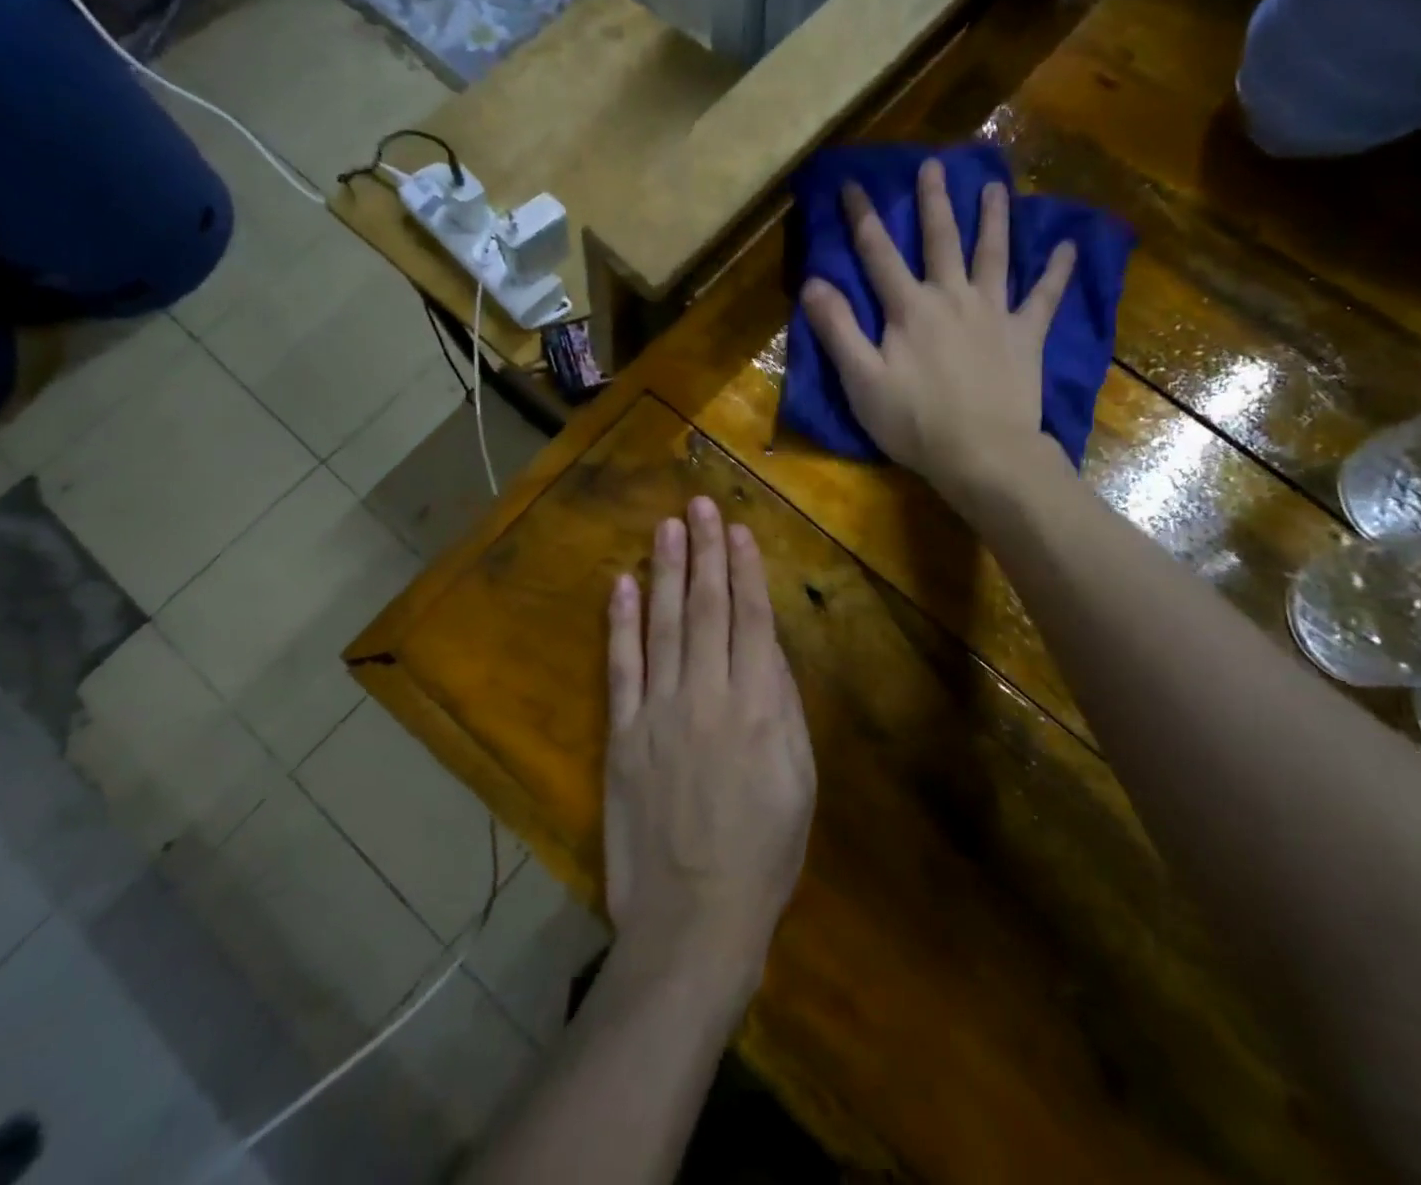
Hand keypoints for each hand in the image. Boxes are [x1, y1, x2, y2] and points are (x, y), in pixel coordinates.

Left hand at [604, 497, 815, 997]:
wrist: (694, 916)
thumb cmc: (764, 851)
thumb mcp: (800, 779)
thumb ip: (784, 706)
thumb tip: (768, 649)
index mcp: (758, 705)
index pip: (751, 618)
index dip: (745, 569)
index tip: (738, 529)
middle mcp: (706, 694)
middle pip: (707, 608)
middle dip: (705, 551)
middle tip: (699, 504)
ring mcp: (658, 711)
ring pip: (665, 624)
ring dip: (667, 572)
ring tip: (667, 527)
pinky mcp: (622, 733)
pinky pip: (621, 666)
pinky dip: (621, 623)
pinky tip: (623, 585)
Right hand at [799, 158, 1074, 498]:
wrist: (982, 453)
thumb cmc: (914, 422)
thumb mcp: (861, 380)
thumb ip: (838, 329)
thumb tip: (813, 282)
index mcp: (909, 308)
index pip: (878, 253)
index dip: (863, 217)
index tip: (852, 183)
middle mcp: (952, 297)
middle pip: (941, 240)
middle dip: (933, 202)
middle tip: (933, 165)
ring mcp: (993, 313)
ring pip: (993, 254)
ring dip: (993, 218)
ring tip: (994, 187)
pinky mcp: (1025, 335)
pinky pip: (1044, 297)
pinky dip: (1056, 271)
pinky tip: (1066, 246)